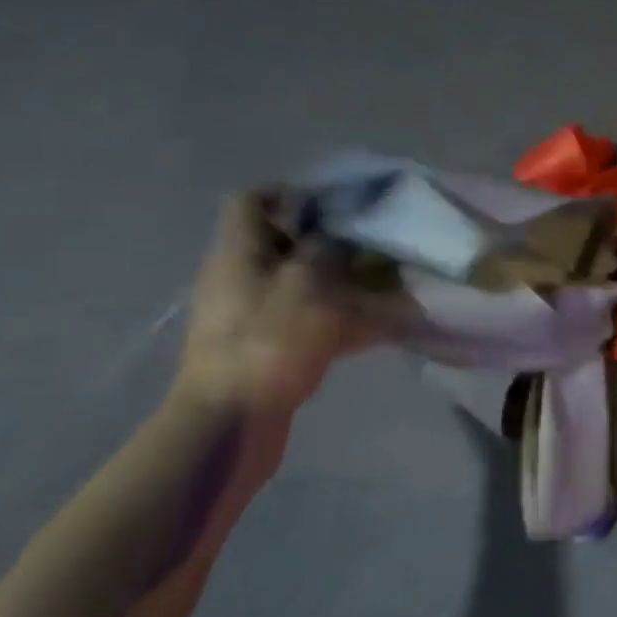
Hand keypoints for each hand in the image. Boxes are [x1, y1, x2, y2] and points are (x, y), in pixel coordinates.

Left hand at [175, 191, 379, 418]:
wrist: (230, 423)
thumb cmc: (268, 342)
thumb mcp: (308, 286)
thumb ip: (327, 252)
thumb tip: (337, 239)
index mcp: (239, 252)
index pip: (251, 201)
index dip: (290, 193)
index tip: (336, 203)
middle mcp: (239, 278)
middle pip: (282, 244)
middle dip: (329, 241)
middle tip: (373, 244)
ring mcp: (251, 317)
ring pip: (301, 285)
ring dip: (341, 283)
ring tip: (387, 284)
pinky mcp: (266, 350)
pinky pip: (307, 321)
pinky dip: (340, 319)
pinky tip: (380, 327)